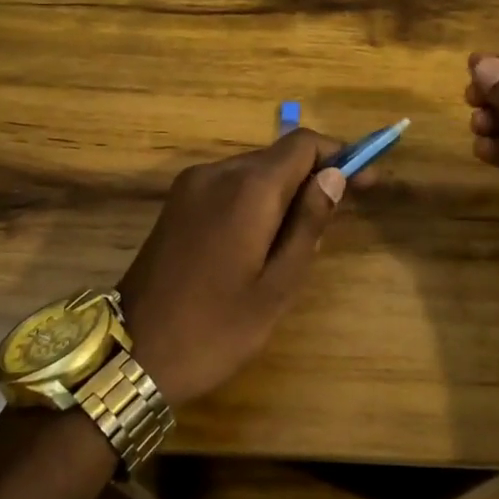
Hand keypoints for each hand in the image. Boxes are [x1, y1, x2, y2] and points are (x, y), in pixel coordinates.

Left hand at [117, 129, 356, 407]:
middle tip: (341, 215)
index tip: (366, 181)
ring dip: (285, 190)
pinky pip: (229, 186)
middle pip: (278, 155)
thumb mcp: (277, 285)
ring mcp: (190, 186)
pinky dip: (256, 199)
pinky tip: (262, 239)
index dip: (340, 154)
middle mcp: (216, 173)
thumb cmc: (215, 329)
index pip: (303, 144)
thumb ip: (308, 224)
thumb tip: (334, 176)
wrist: (132, 355)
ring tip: (302, 238)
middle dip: (315, 174)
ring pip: (253, 170)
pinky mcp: (176, 203)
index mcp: (246, 189)